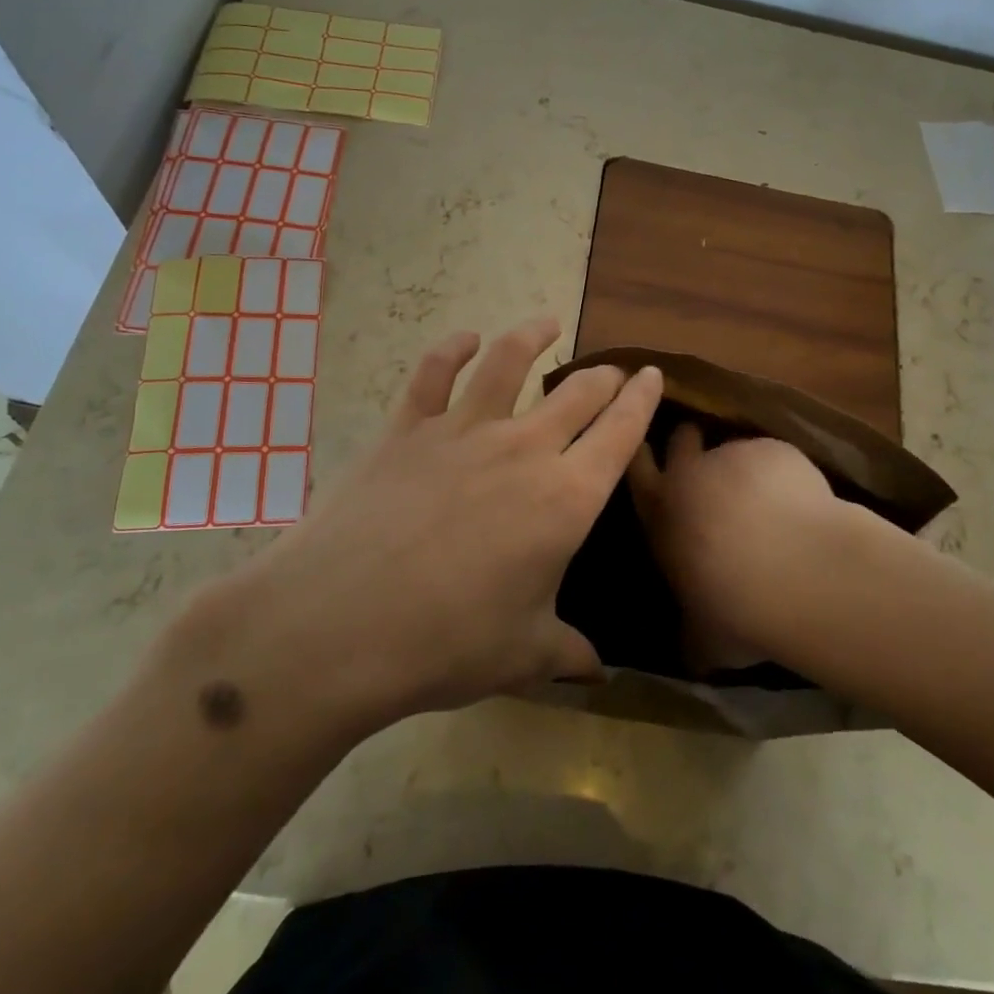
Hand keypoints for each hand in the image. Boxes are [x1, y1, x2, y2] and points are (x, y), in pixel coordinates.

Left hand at [184, 318, 661, 745]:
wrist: (340, 625)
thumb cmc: (447, 644)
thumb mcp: (521, 655)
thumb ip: (566, 652)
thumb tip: (598, 671)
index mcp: (565, 498)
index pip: (620, 433)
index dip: (643, 400)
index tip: (653, 375)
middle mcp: (523, 450)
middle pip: (577, 394)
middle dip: (602, 377)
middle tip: (611, 371)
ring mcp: (462, 431)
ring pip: (508, 363)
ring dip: (531, 337)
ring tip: (547, 322)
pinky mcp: (407, 429)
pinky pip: (433, 373)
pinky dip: (450, 349)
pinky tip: (463, 338)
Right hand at [627, 424, 845, 672]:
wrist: (799, 571)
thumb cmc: (738, 609)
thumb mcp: (704, 640)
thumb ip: (693, 636)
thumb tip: (691, 651)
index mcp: (661, 516)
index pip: (638, 474)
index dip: (643, 460)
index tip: (649, 453)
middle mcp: (690, 476)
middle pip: (681, 441)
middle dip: (687, 441)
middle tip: (700, 448)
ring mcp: (734, 456)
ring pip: (731, 449)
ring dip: (741, 465)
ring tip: (764, 491)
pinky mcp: (775, 450)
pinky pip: (772, 456)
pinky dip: (781, 472)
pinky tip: (801, 502)